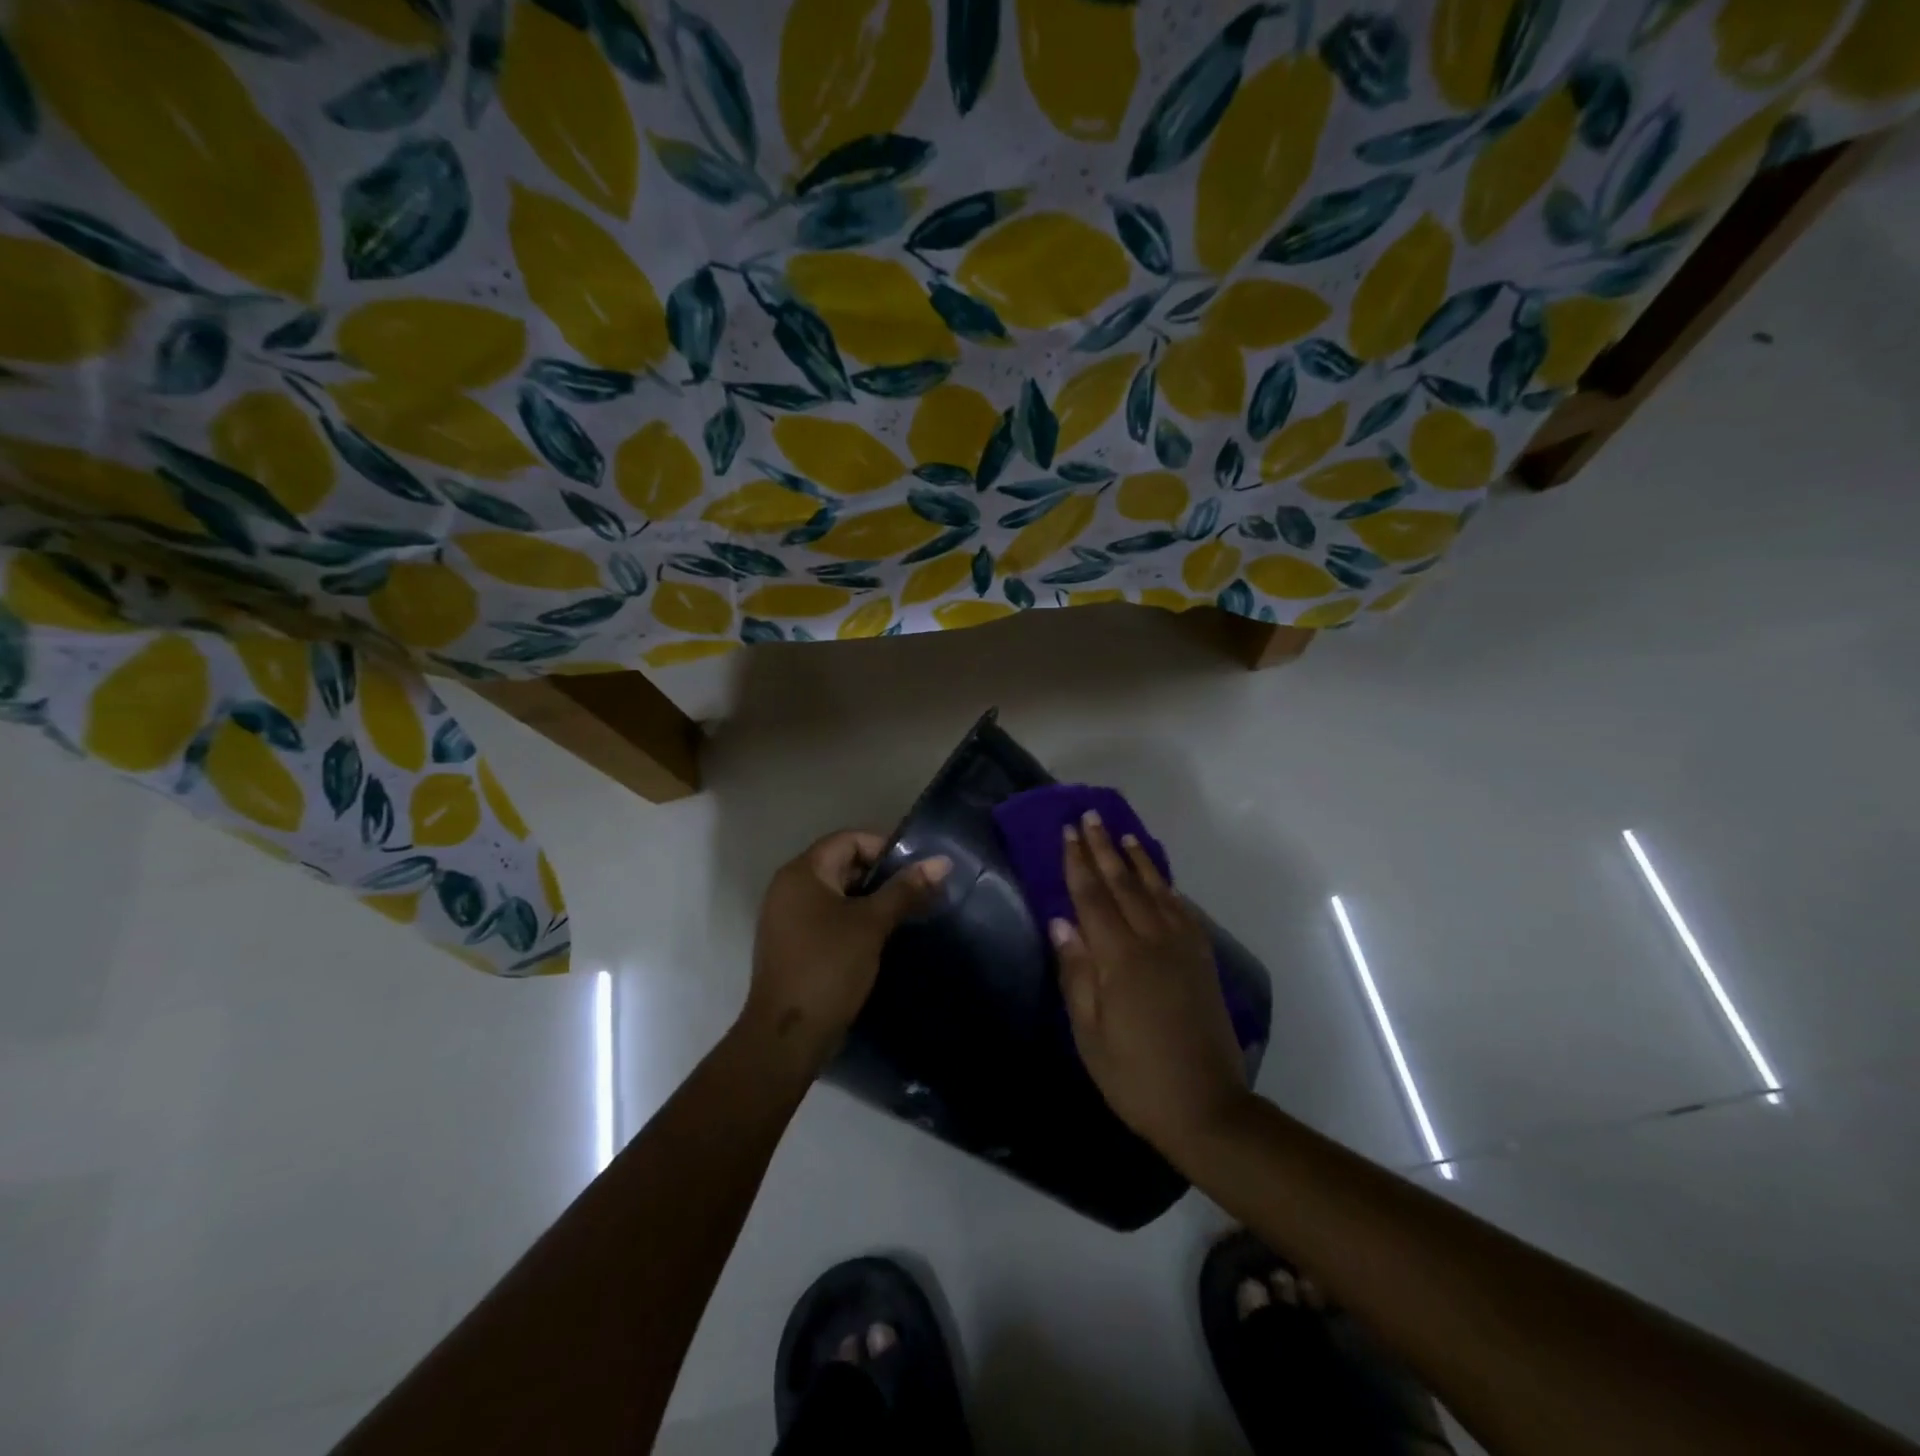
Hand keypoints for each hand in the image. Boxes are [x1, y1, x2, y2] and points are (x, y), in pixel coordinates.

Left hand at [745, 831, 950, 1071]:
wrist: (788, 1036)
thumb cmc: (829, 968)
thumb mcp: (872, 924)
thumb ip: (905, 890)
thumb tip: (942, 862)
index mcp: (802, 872)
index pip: (849, 840)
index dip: (885, 848)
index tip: (917, 870)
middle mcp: (789, 887)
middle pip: (842, 864)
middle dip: (882, 876)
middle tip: (918, 892)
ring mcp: (787, 917)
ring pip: (837, 893)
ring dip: (871, 900)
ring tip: (906, 914)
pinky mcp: (793, 943)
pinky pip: (828, 917)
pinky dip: (854, 919)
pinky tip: (881, 936)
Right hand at [1052, 813, 1249, 1155]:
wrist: (1207, 1107)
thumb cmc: (1135, 1076)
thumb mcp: (1090, 1034)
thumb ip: (1076, 973)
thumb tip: (1061, 922)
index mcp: (1120, 959)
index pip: (1092, 897)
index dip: (1078, 863)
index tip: (1067, 832)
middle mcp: (1153, 942)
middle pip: (1123, 884)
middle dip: (1104, 849)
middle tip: (1090, 817)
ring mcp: (1183, 949)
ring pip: (1156, 891)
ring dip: (1137, 860)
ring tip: (1124, 834)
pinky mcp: (1202, 961)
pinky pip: (1182, 911)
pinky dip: (1167, 888)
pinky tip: (1160, 880)